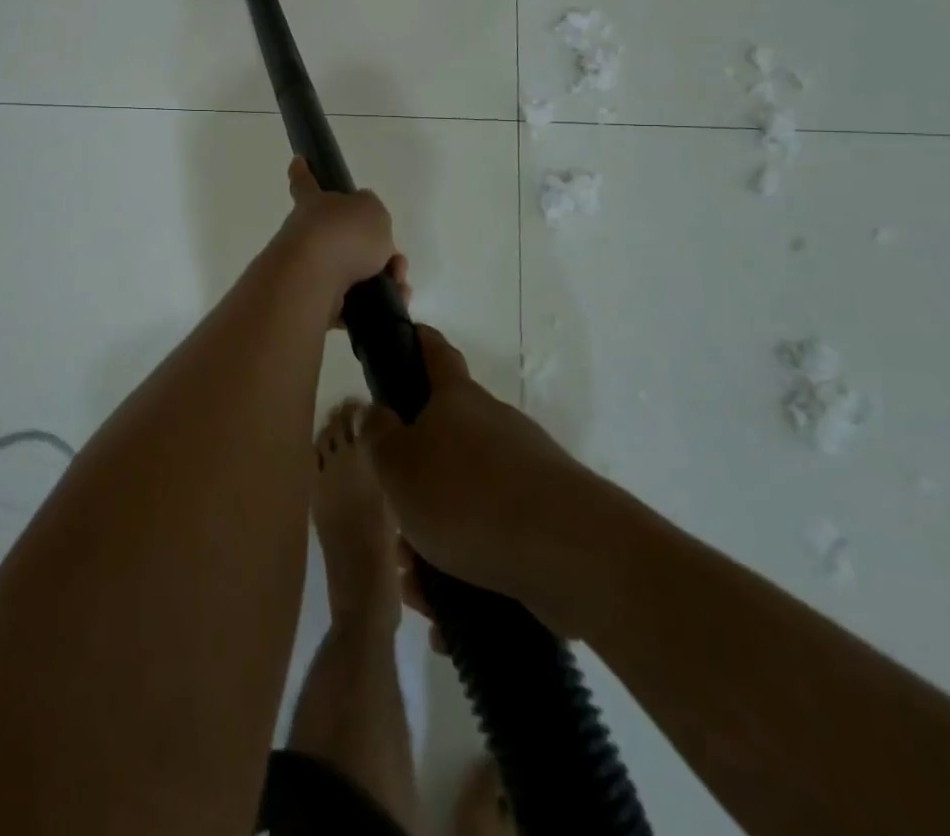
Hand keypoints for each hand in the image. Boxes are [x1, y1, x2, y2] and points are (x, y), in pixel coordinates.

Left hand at [276, 157, 405, 323]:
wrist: (314, 279)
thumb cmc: (342, 233)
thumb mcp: (372, 210)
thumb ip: (372, 214)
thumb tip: (366, 227)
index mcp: (316, 204)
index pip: (306, 182)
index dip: (303, 171)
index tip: (297, 160)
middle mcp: (307, 234)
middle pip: (342, 237)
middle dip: (374, 250)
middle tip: (395, 262)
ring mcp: (308, 268)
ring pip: (352, 273)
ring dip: (382, 280)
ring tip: (400, 287)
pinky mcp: (315, 301)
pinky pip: (350, 303)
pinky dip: (373, 306)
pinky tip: (392, 305)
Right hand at [363, 327, 579, 618]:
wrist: (572, 554)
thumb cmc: (468, 497)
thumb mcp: (399, 465)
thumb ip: (378, 436)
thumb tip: (376, 413)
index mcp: (457, 401)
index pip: (436, 353)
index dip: (419, 341)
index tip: (409, 335)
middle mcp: (494, 426)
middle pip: (447, 438)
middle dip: (417, 478)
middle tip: (395, 520)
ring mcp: (526, 472)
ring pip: (467, 497)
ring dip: (438, 535)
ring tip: (417, 584)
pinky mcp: (548, 520)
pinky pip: (495, 536)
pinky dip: (468, 567)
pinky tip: (449, 614)